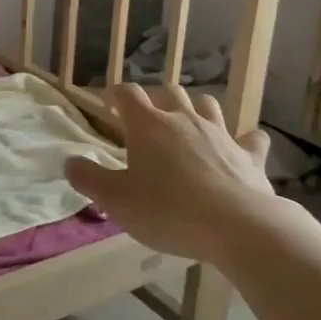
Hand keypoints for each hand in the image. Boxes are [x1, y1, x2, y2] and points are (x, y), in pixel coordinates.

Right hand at [64, 84, 286, 264]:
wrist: (238, 227)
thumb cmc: (168, 211)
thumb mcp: (116, 201)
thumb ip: (89, 179)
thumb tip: (69, 162)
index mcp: (148, 126)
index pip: (128, 93)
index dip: (116, 95)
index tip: (109, 105)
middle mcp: (185, 119)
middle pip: (170, 92)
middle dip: (157, 99)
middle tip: (147, 120)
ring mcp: (221, 134)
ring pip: (208, 105)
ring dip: (196, 109)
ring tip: (188, 125)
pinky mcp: (250, 155)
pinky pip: (250, 138)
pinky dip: (243, 140)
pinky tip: (241, 148)